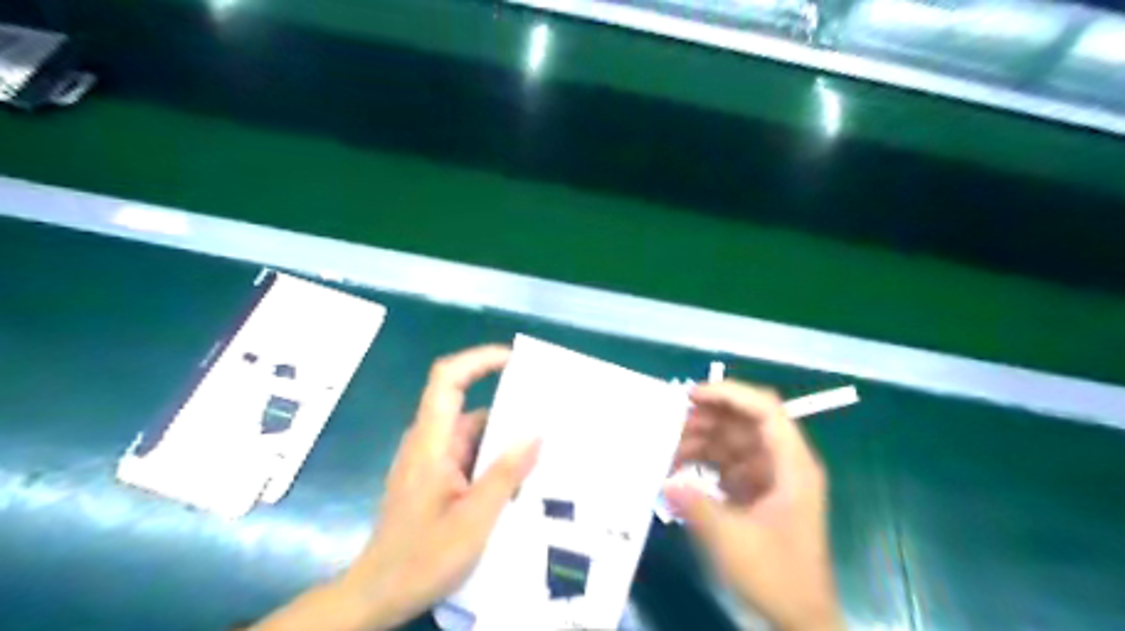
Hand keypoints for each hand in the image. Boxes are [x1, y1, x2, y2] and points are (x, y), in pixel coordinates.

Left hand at [257, 347, 538, 628]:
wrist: (378, 596)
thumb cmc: (421, 558)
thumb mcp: (474, 520)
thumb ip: (505, 474)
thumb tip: (536, 433)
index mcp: (431, 443)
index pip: (447, 379)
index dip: (478, 359)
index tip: (515, 359)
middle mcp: (429, 442)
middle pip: (467, 404)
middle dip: (507, 403)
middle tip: (548, 410)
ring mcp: (431, 460)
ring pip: (472, 433)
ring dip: (504, 436)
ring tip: (545, 444)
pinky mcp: (436, 477)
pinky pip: (470, 453)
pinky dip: (495, 457)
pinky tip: (522, 474)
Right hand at [661, 379, 838, 630]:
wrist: (799, 619)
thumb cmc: (776, 576)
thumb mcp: (732, 539)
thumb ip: (696, 505)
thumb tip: (665, 482)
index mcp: (791, 464)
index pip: (764, 410)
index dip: (729, 394)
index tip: (691, 396)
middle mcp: (782, 463)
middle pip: (744, 422)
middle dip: (707, 419)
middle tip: (669, 425)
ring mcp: (768, 477)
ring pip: (732, 442)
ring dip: (701, 442)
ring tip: (667, 451)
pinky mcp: (755, 492)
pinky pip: (727, 464)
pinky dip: (703, 464)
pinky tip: (678, 471)